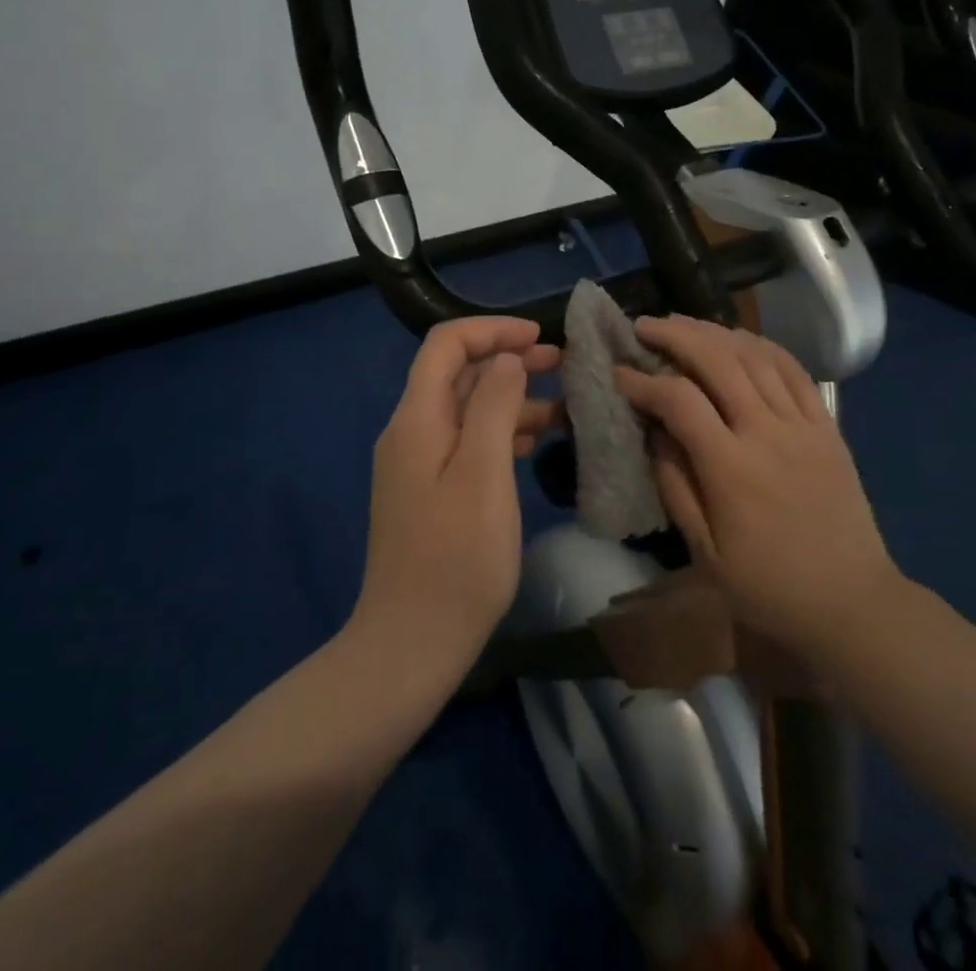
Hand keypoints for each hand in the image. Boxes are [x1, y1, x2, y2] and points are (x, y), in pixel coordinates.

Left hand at [354, 317, 561, 668]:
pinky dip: (503, 433)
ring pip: (467, 410)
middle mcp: (412, 432)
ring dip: (511, 398)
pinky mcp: (431, 492)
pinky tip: (537, 442)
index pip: (446, 345)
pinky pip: (469, 444)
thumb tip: (506, 359)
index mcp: (417, 419)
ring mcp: (419, 464)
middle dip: (508, 359)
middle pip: (458, 374)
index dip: (492, 330)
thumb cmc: (456, 559)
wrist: (411, 645)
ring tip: (564, 404)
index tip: (539, 337)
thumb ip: (494, 406)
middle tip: (562, 363)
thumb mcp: (484, 474)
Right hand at [615, 316, 901, 666]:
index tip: (618, 373)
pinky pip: (794, 370)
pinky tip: (738, 338)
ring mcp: (802, 424)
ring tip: (683, 323)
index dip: (643, 381)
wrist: (852, 602)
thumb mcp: (706, 553)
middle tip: (644, 326)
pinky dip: (762, 345)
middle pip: (717, 362)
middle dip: (675, 336)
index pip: (679, 402)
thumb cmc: (769, 586)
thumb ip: (675, 485)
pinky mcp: (826, 425)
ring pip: (755, 356)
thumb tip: (653, 431)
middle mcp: (767, 432)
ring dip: (714, 332)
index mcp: (732, 469)